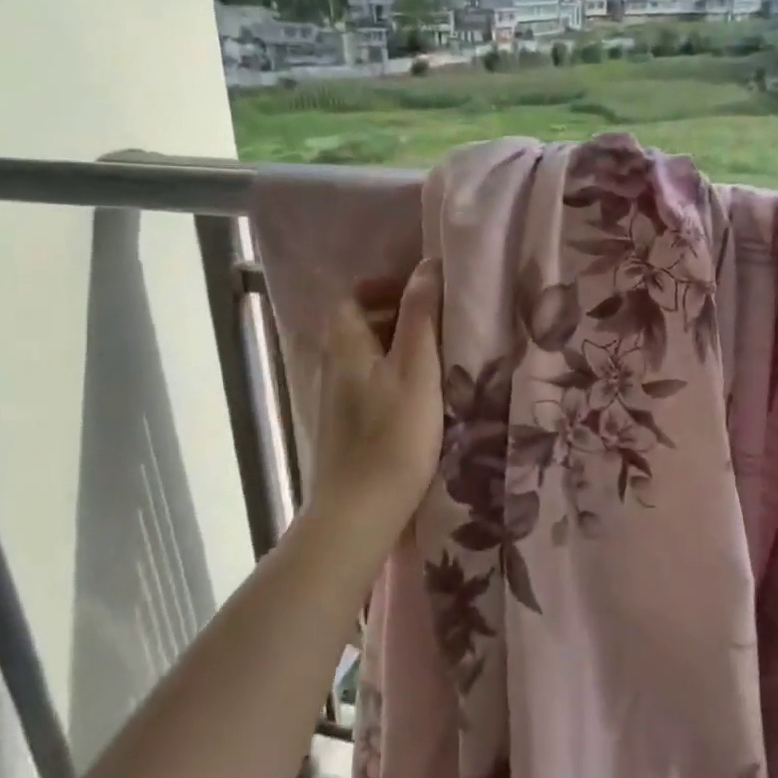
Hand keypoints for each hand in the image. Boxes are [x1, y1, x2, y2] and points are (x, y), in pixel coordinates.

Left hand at [307, 260, 444, 545]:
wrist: (360, 512)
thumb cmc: (393, 436)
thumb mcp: (416, 369)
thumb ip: (420, 316)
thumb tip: (427, 266)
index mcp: (346, 345)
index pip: (352, 296)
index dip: (384, 287)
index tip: (423, 293)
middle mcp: (335, 366)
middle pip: (360, 323)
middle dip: (398, 314)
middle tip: (441, 321)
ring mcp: (339, 398)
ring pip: (368, 355)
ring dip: (401, 346)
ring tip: (442, 355)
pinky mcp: (350, 424)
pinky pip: (372, 382)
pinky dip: (397, 374)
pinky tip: (426, 393)